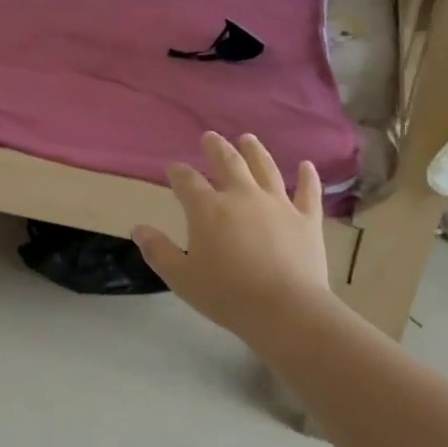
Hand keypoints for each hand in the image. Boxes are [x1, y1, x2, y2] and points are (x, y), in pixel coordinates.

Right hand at [134, 132, 336, 352]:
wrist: (285, 309)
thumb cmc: (226, 294)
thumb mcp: (181, 277)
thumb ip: (158, 251)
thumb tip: (138, 229)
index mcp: (207, 209)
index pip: (187, 181)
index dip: (178, 172)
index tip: (173, 168)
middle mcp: (242, 196)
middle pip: (228, 163)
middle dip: (216, 148)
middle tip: (210, 136)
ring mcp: (278, 204)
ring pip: (265, 168)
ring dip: (255, 151)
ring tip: (248, 139)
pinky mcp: (307, 219)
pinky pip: (308, 192)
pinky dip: (308, 177)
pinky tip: (306, 165)